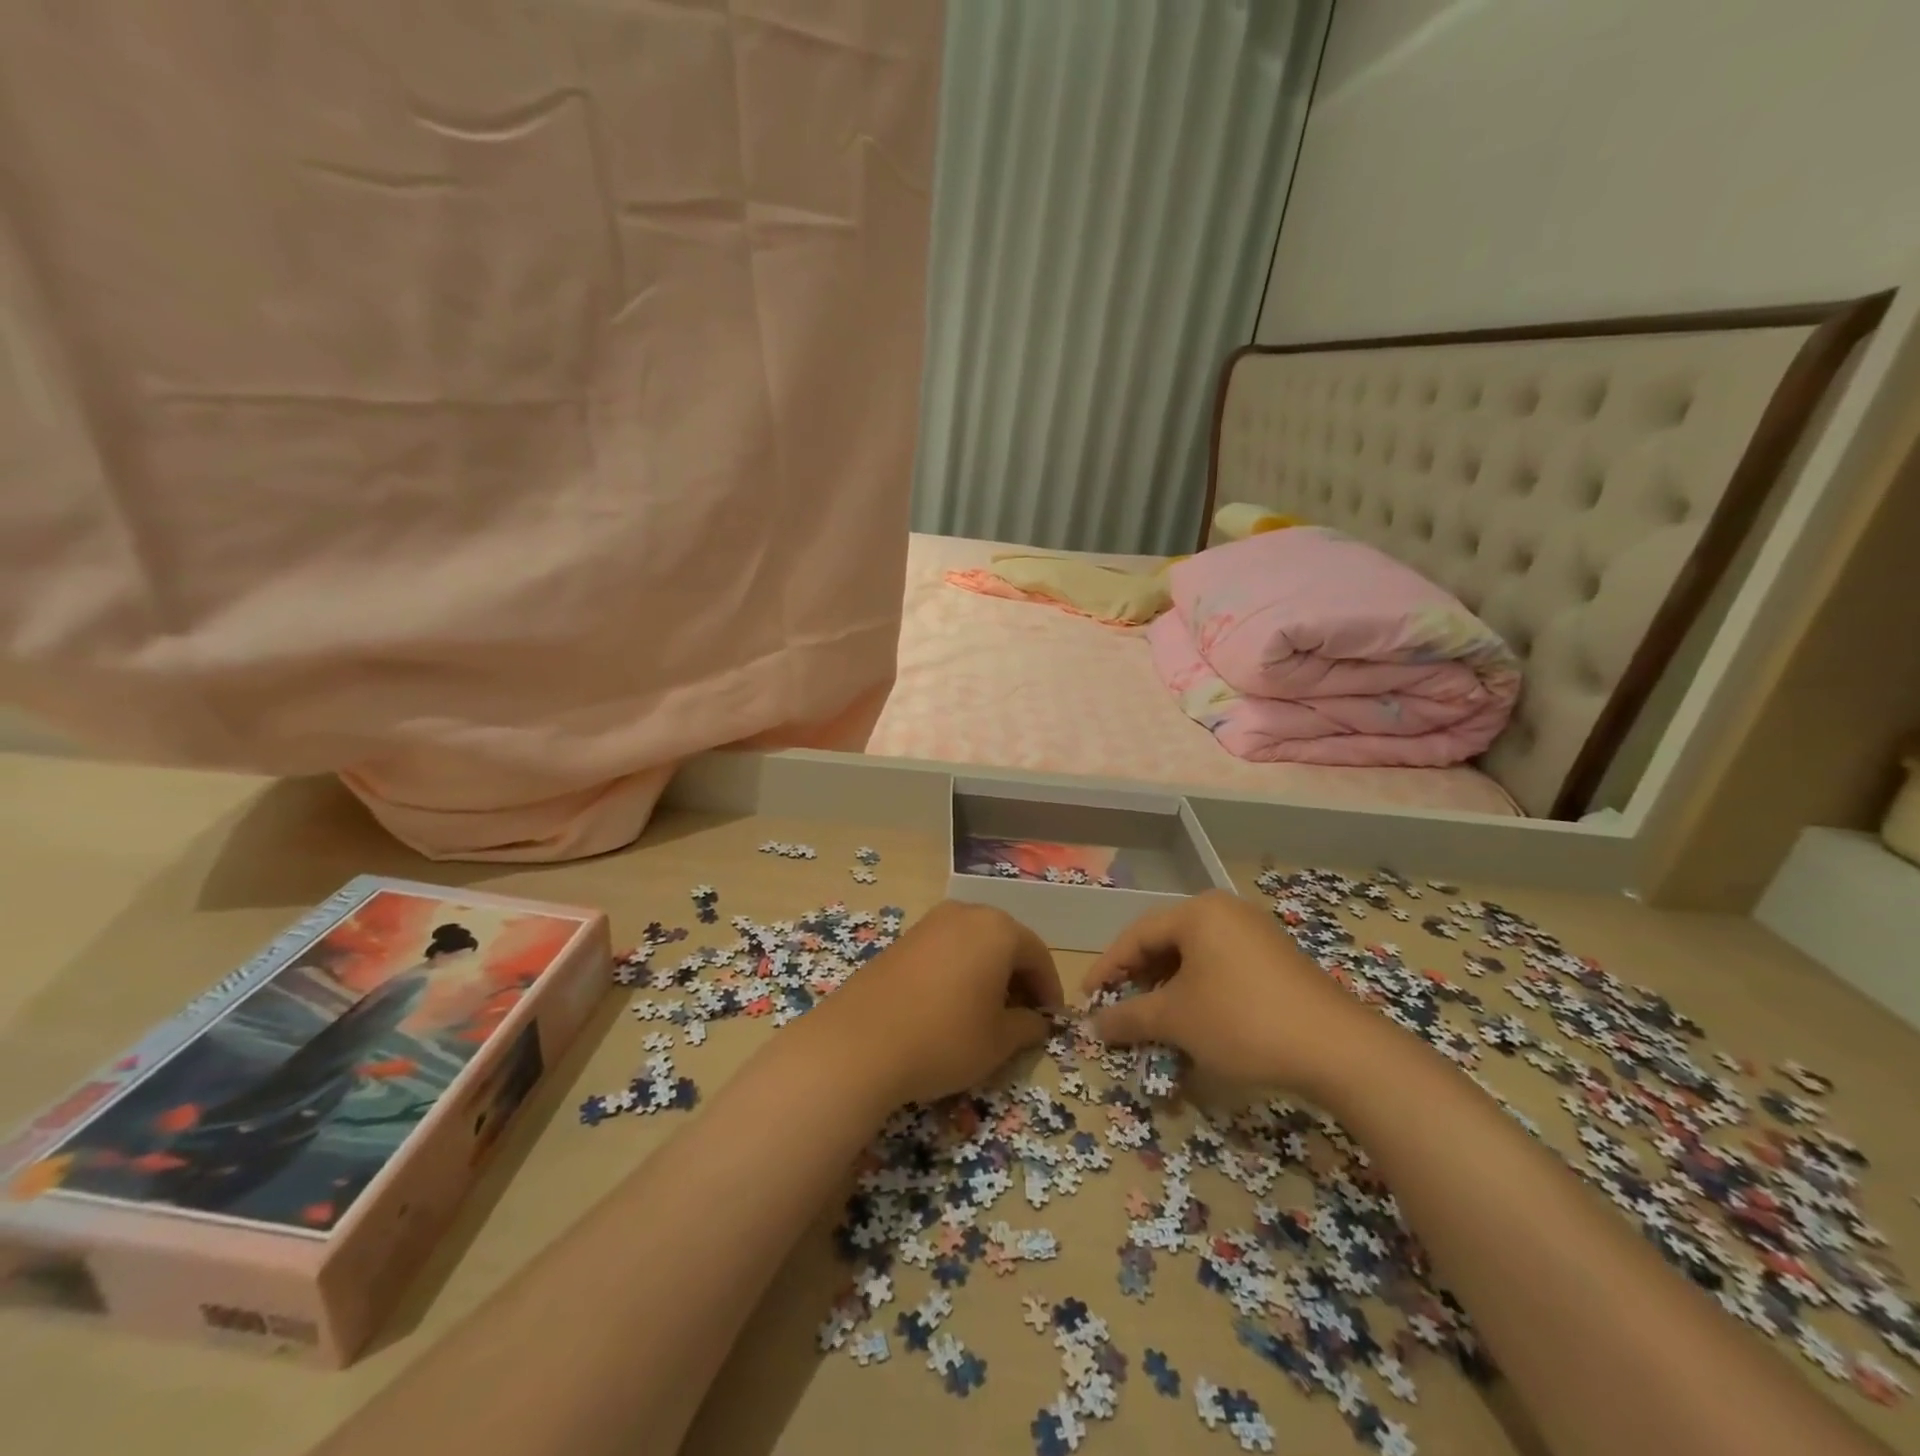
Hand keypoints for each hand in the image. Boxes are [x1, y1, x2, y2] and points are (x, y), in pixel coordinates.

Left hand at [806, 900, 1064, 1107]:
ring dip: (987, 973)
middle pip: (1005, 942)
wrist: (859, 1042)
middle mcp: (965, 914)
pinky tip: (950, 1006)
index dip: (1048, 989)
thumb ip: (1027, 1027)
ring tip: (985, 1014)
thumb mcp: (998, 1041)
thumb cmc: (944, 1038)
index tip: (1050, 1021)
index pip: (1037, 955)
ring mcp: (929, 924)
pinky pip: (944, 950)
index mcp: (997, 929)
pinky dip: (957, 972)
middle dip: (1018, 978)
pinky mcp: (902, 940)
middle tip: (1021, 1017)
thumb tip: (1037, 1022)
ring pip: (973, 944)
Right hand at [1082, 889, 1388, 1095]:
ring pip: (1194, 958)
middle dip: (1138, 980)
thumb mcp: (1176, 1020)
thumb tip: (1094, 1025)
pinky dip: (1199, 992)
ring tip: (1154, 1021)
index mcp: (1198, 912)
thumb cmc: (1242, 1021)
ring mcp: (1256, 934)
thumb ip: (1128, 1017)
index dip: (1107, 968)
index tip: (1087, 1000)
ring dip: (1168, 989)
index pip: (1136, 935)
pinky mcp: (1277, 960)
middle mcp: (1226, 912)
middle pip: (1166, 942)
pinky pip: (1222, 967)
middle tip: (1119, 1011)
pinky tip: (1196, 1022)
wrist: (1339, 1050)